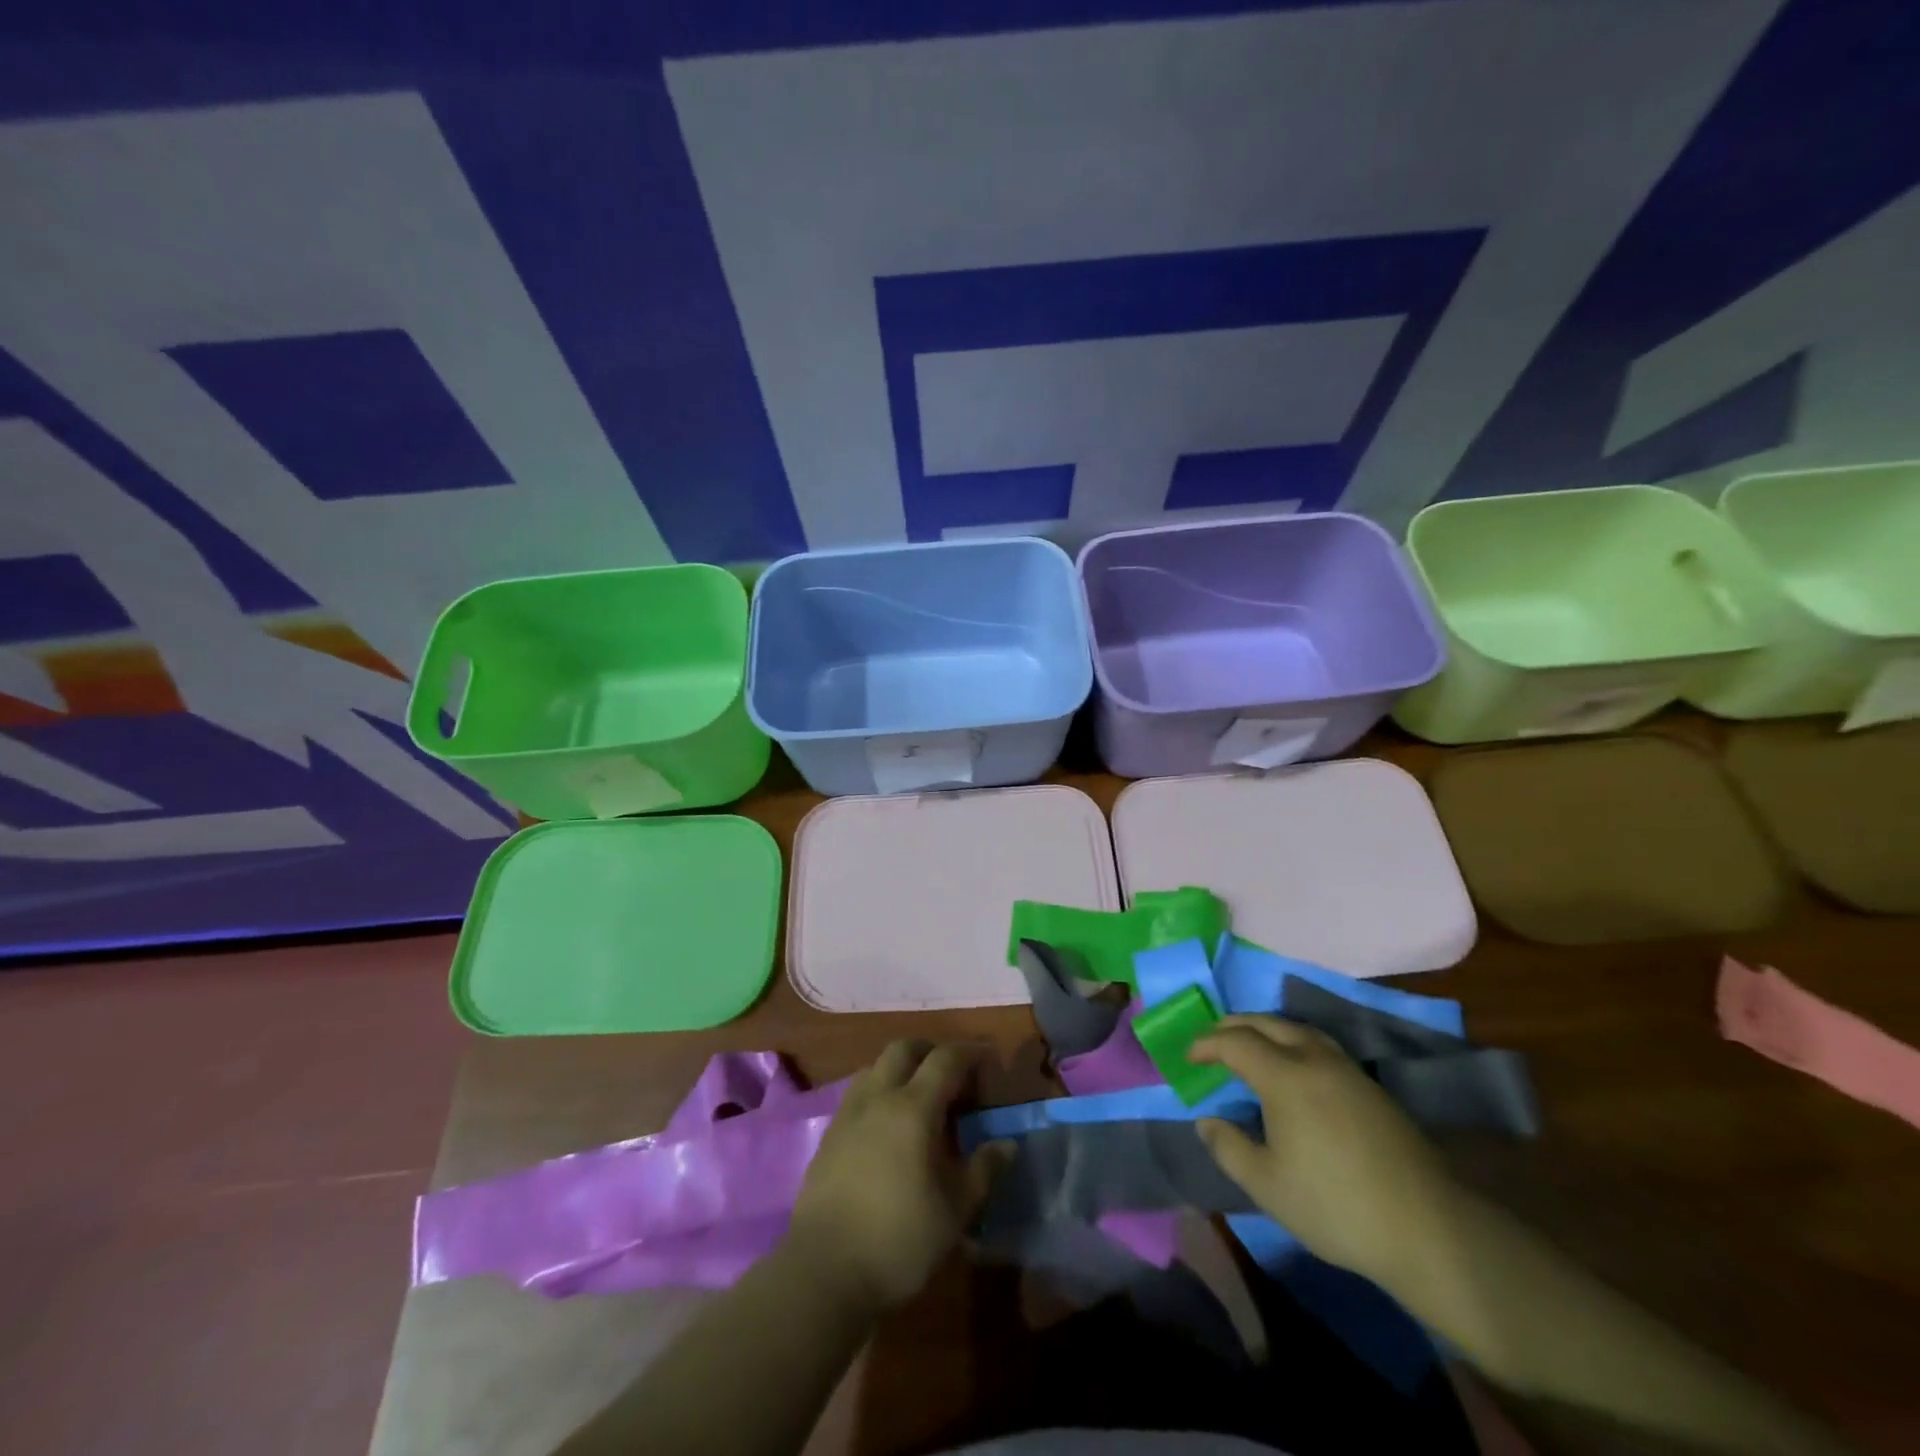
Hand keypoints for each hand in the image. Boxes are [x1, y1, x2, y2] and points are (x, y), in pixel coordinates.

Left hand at [786, 1040, 1004, 1311]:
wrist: (823, 1271)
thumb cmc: (898, 1239)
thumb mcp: (954, 1210)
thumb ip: (983, 1170)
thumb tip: (1007, 1144)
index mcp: (913, 1108)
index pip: (946, 1060)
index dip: (971, 1053)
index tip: (989, 1059)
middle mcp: (878, 1098)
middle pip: (904, 1049)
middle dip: (931, 1051)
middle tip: (953, 1074)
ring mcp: (848, 1114)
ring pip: (875, 1067)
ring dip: (900, 1068)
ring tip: (918, 1097)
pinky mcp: (828, 1136)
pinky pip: (857, 1094)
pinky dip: (878, 1092)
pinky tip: (886, 1126)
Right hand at [1190, 1015, 1457, 1284]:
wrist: (1427, 1228)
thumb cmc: (1335, 1205)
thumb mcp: (1267, 1185)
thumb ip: (1228, 1147)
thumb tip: (1206, 1121)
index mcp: (1285, 1076)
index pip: (1235, 1042)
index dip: (1206, 1044)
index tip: (1188, 1057)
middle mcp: (1314, 1059)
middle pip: (1267, 1023)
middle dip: (1234, 1025)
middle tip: (1212, 1039)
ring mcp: (1347, 1070)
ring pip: (1298, 1028)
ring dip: (1266, 1028)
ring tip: (1250, 1044)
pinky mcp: (1370, 1087)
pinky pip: (1320, 1045)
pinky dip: (1293, 1042)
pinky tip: (1293, 1067)